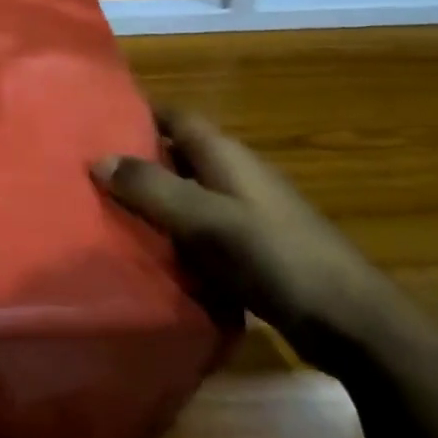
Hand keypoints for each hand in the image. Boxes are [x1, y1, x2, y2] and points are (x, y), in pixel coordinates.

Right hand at [92, 108, 415, 374]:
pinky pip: (199, 229)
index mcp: (226, 155)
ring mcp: (245, 212)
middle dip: (136, 160)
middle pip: (176, 155)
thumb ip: (152, 188)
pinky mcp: (251, 248)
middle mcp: (235, 175)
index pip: (175, 117)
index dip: (138, 114)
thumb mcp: (207, 220)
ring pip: (185, 194)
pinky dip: (172, 234)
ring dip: (152, 200)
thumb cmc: (277, 257)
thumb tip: (97, 159)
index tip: (94, 122)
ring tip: (103, 212)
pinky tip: (147, 252)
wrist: (351, 323)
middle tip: (86, 173)